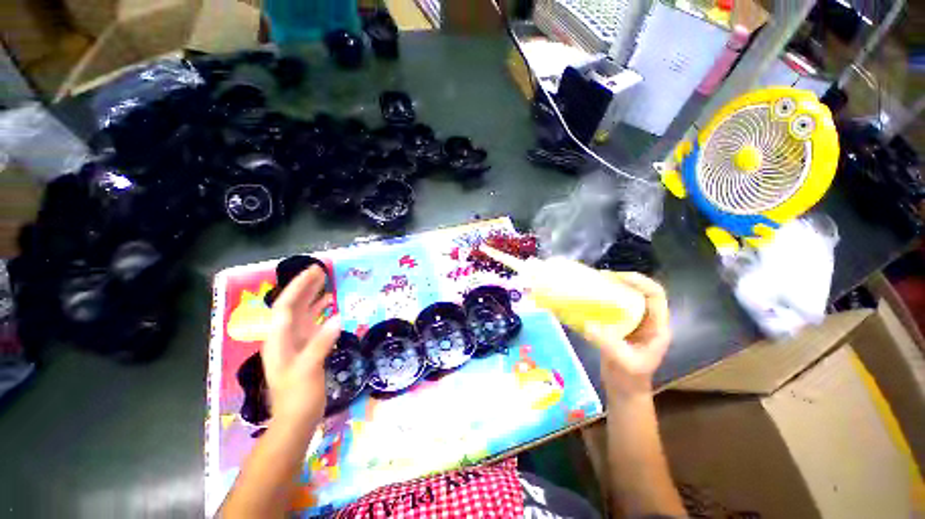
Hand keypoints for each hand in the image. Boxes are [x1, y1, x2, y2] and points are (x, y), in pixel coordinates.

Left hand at [262, 266, 340, 427]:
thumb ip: (321, 343)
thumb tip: (337, 318)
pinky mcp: (305, 349)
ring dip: (312, 297)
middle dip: (305, 287)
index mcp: (279, 340)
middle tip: (322, 271)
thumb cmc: (298, 397)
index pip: (285, 306)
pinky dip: (320, 313)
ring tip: (327, 283)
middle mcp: (284, 337)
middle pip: (293, 306)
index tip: (314, 271)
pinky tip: (331, 307)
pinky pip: (312, 324)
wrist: (296, 420)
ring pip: (302, 314)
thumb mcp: (308, 370)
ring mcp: (295, 343)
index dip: (299, 286)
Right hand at [586, 272, 670, 396]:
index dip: (641, 283)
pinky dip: (605, 298)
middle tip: (603, 277)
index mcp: (657, 327)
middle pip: (642, 292)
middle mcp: (648, 321)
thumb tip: (588, 324)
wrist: (625, 390)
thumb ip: (608, 343)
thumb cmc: (630, 378)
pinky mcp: (621, 325)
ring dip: (614, 288)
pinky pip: (615, 306)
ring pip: (628, 297)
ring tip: (596, 282)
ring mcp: (634, 323)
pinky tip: (591, 297)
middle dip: (625, 281)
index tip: (618, 277)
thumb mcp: (623, 362)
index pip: (656, 296)